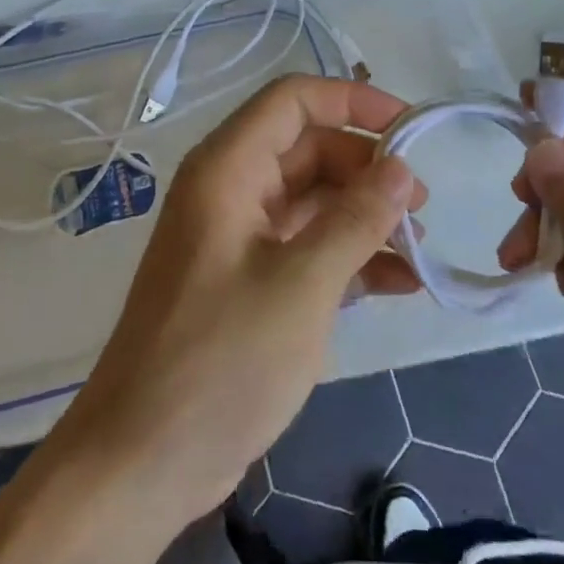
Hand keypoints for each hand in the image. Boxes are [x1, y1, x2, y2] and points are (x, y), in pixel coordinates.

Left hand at [53, 75, 425, 525]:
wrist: (141, 464)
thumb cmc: (221, 360)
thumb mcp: (302, 285)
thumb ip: (357, 219)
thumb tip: (402, 168)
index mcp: (228, 168)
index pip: (294, 100)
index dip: (354, 102)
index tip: (411, 128)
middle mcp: (231, 188)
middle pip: (310, 148)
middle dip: (369, 168)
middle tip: (423, 204)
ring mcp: (239, 235)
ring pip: (314, 198)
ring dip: (366, 215)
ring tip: (421, 246)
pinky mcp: (249, 279)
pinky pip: (307, 244)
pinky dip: (350, 255)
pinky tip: (400, 283)